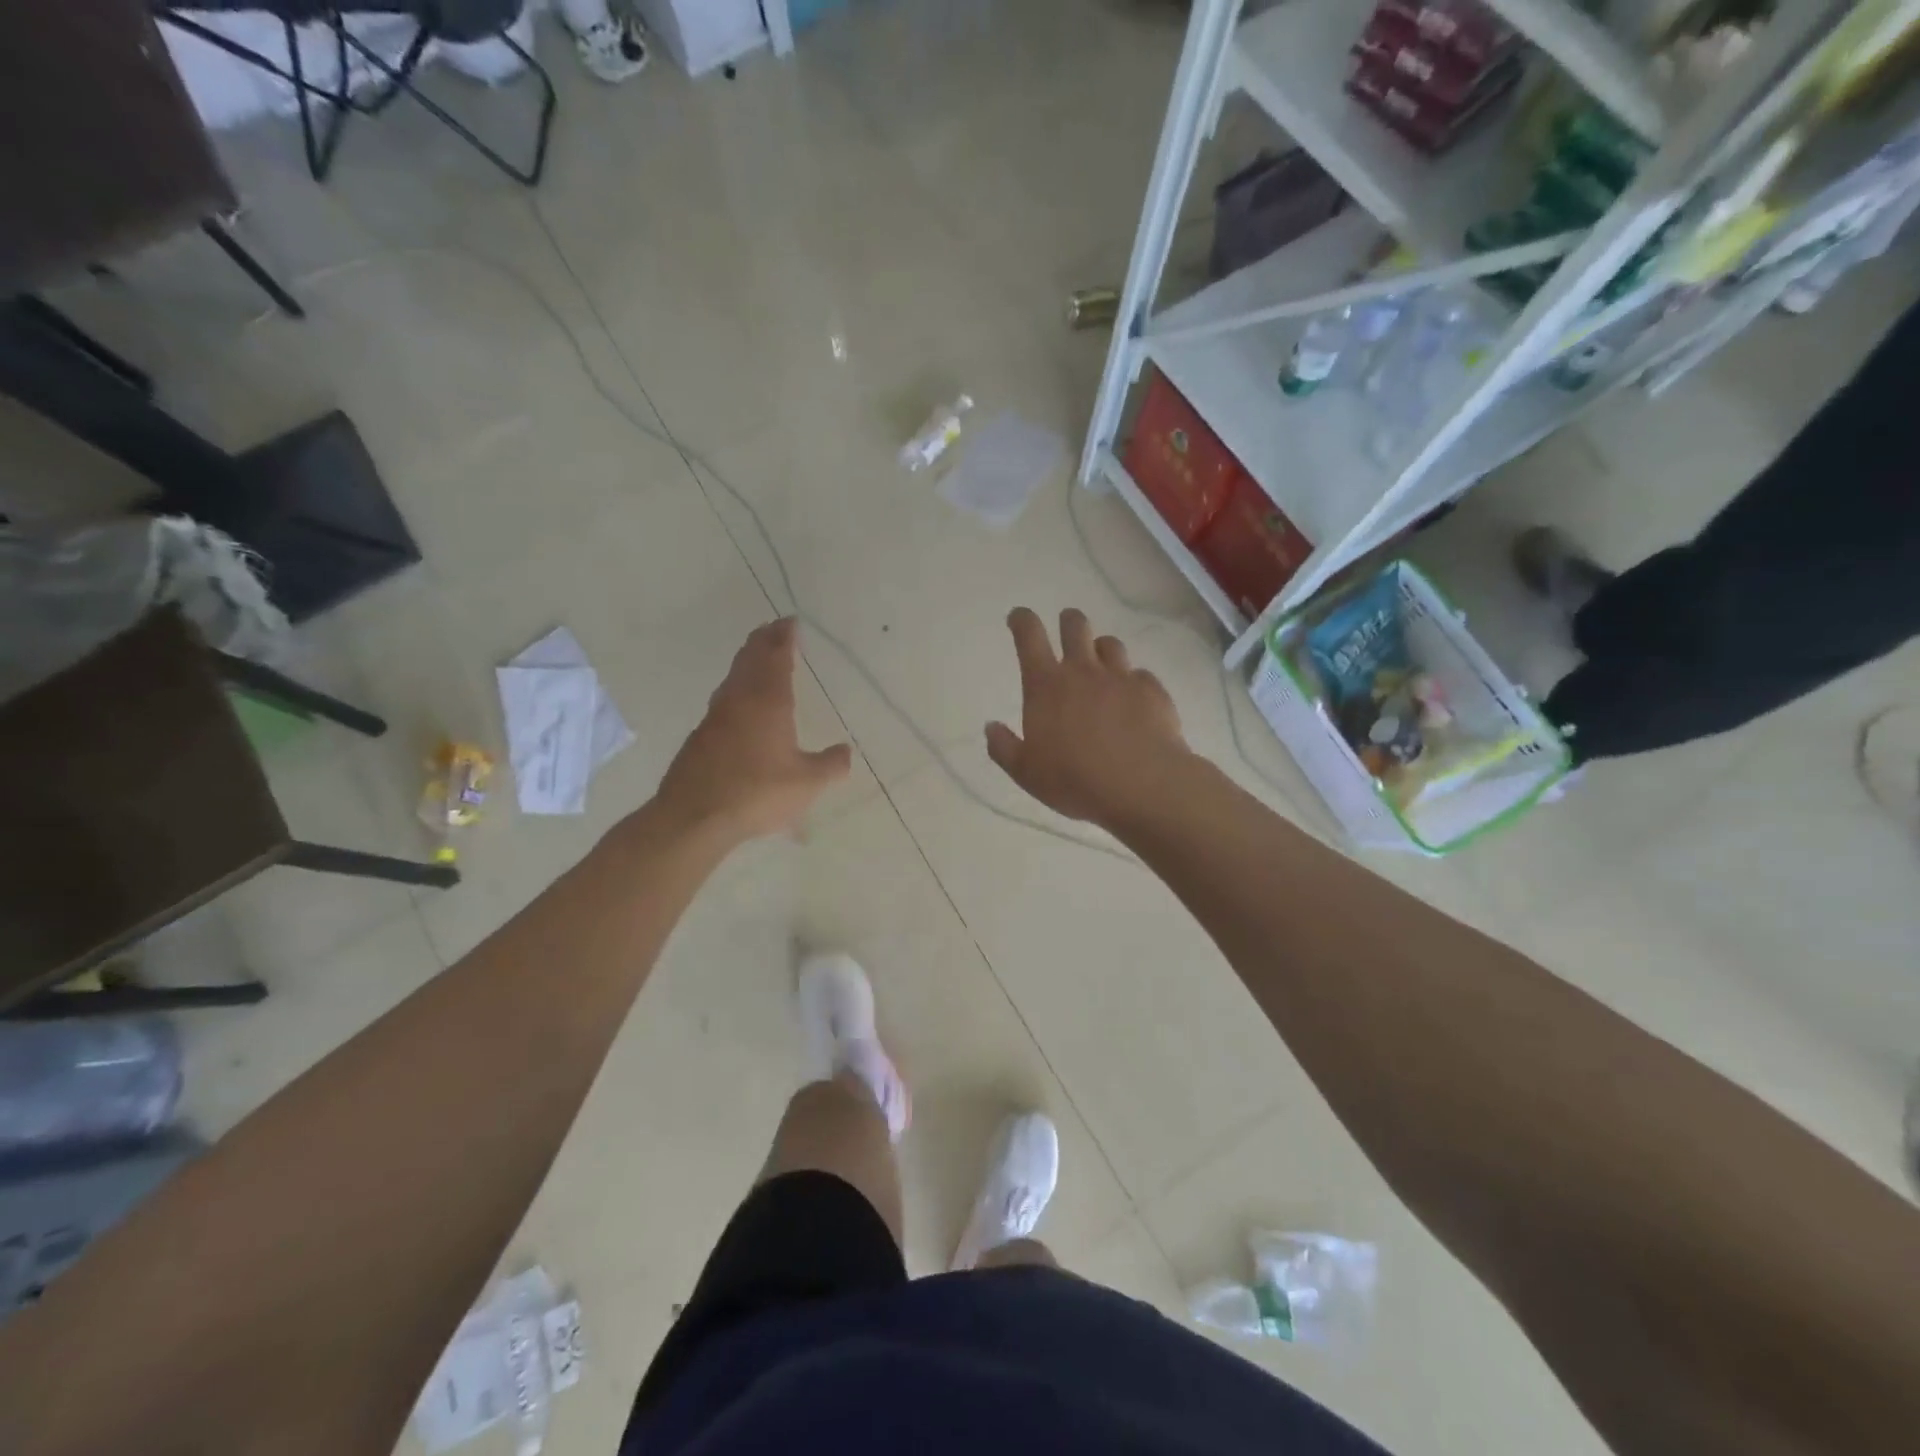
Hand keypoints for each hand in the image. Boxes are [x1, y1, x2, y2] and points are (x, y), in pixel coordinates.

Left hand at [655, 618, 852, 843]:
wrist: (695, 817)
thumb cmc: (757, 793)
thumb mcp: (807, 784)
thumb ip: (831, 765)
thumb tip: (846, 752)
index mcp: (769, 702)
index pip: (777, 658)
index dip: (784, 638)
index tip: (790, 621)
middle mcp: (740, 700)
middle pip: (751, 658)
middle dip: (764, 640)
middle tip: (774, 628)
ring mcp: (716, 717)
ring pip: (734, 677)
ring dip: (748, 660)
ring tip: (758, 656)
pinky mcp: (701, 736)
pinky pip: (724, 699)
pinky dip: (736, 687)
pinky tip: (739, 703)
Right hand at [986, 607, 1190, 827]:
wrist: (1141, 785)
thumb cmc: (1074, 780)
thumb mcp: (1026, 772)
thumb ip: (1004, 747)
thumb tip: (991, 727)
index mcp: (1046, 686)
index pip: (1029, 636)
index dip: (1022, 620)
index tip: (1018, 617)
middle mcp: (1083, 671)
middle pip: (1075, 626)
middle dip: (1068, 622)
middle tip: (1067, 630)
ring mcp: (1121, 677)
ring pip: (1110, 644)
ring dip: (1101, 649)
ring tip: (1100, 666)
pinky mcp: (1152, 691)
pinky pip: (1140, 675)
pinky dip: (1132, 682)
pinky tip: (1133, 701)